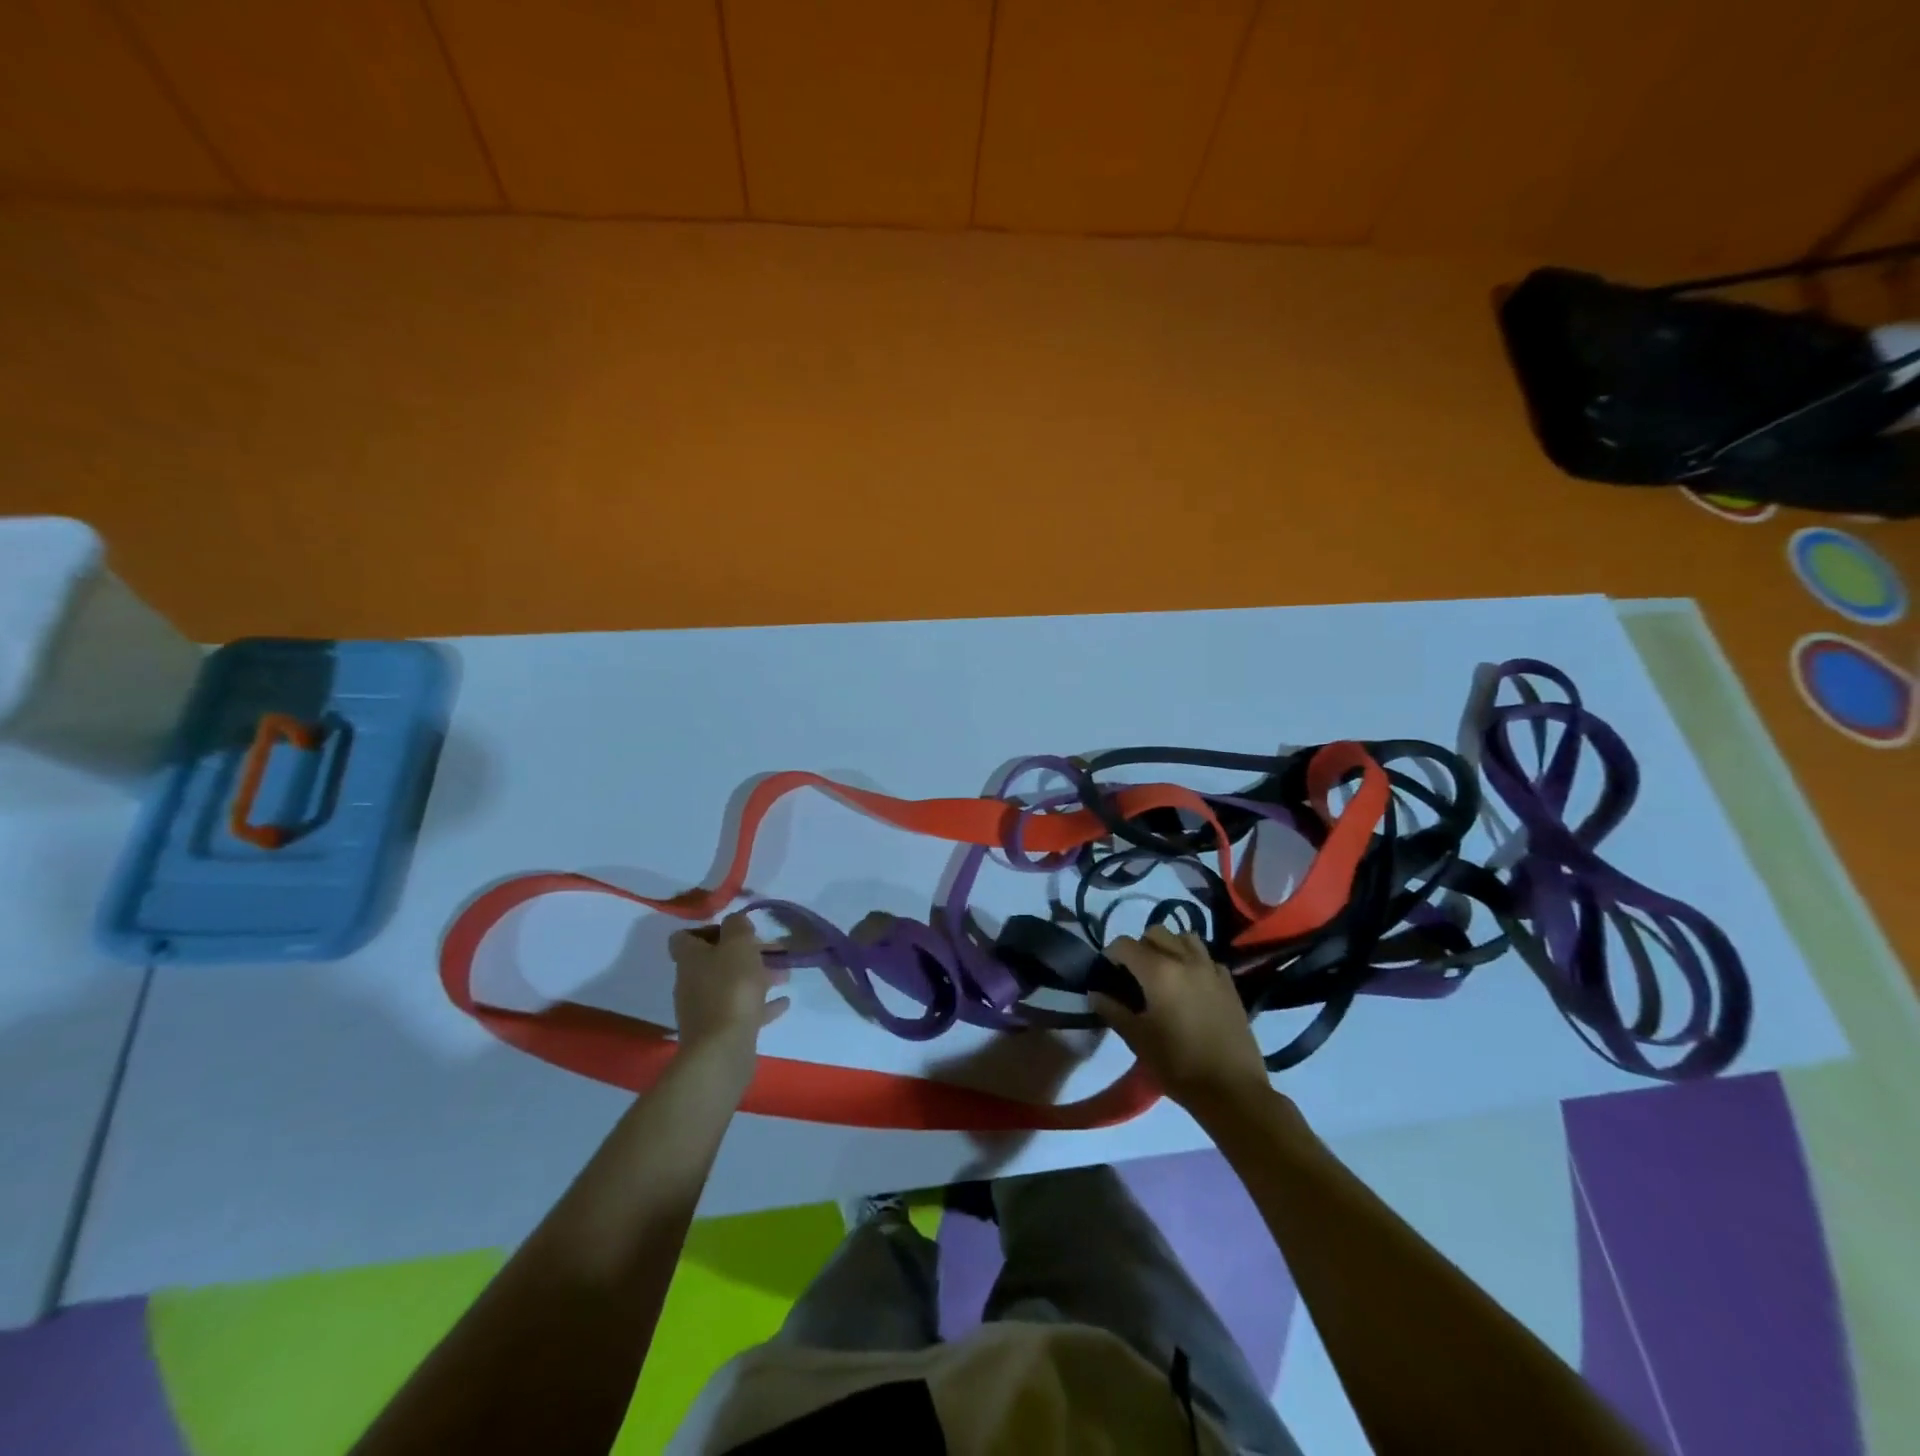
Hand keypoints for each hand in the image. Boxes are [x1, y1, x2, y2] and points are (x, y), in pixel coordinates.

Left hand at [669, 914, 789, 1062]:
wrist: (722, 1050)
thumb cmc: (730, 988)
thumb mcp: (738, 945)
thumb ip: (738, 926)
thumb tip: (736, 922)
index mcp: (690, 959)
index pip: (685, 937)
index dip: (709, 929)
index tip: (736, 930)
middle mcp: (692, 982)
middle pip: (715, 962)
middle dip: (744, 954)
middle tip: (772, 950)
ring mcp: (705, 1009)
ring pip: (731, 985)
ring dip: (757, 977)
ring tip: (785, 975)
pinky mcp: (719, 1032)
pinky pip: (742, 1010)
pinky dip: (761, 1004)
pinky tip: (783, 1002)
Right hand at [1092, 926, 1271, 1112]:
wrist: (1232, 1091)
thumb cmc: (1178, 1065)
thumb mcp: (1137, 1039)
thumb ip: (1112, 1010)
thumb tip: (1095, 994)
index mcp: (1159, 971)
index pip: (1125, 944)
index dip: (1111, 955)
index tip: (1107, 973)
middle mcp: (1185, 960)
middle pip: (1156, 932)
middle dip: (1140, 946)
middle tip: (1134, 974)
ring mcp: (1211, 969)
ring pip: (1185, 938)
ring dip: (1169, 946)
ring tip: (1164, 972)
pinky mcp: (1229, 983)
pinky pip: (1206, 958)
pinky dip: (1193, 961)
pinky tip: (1190, 986)